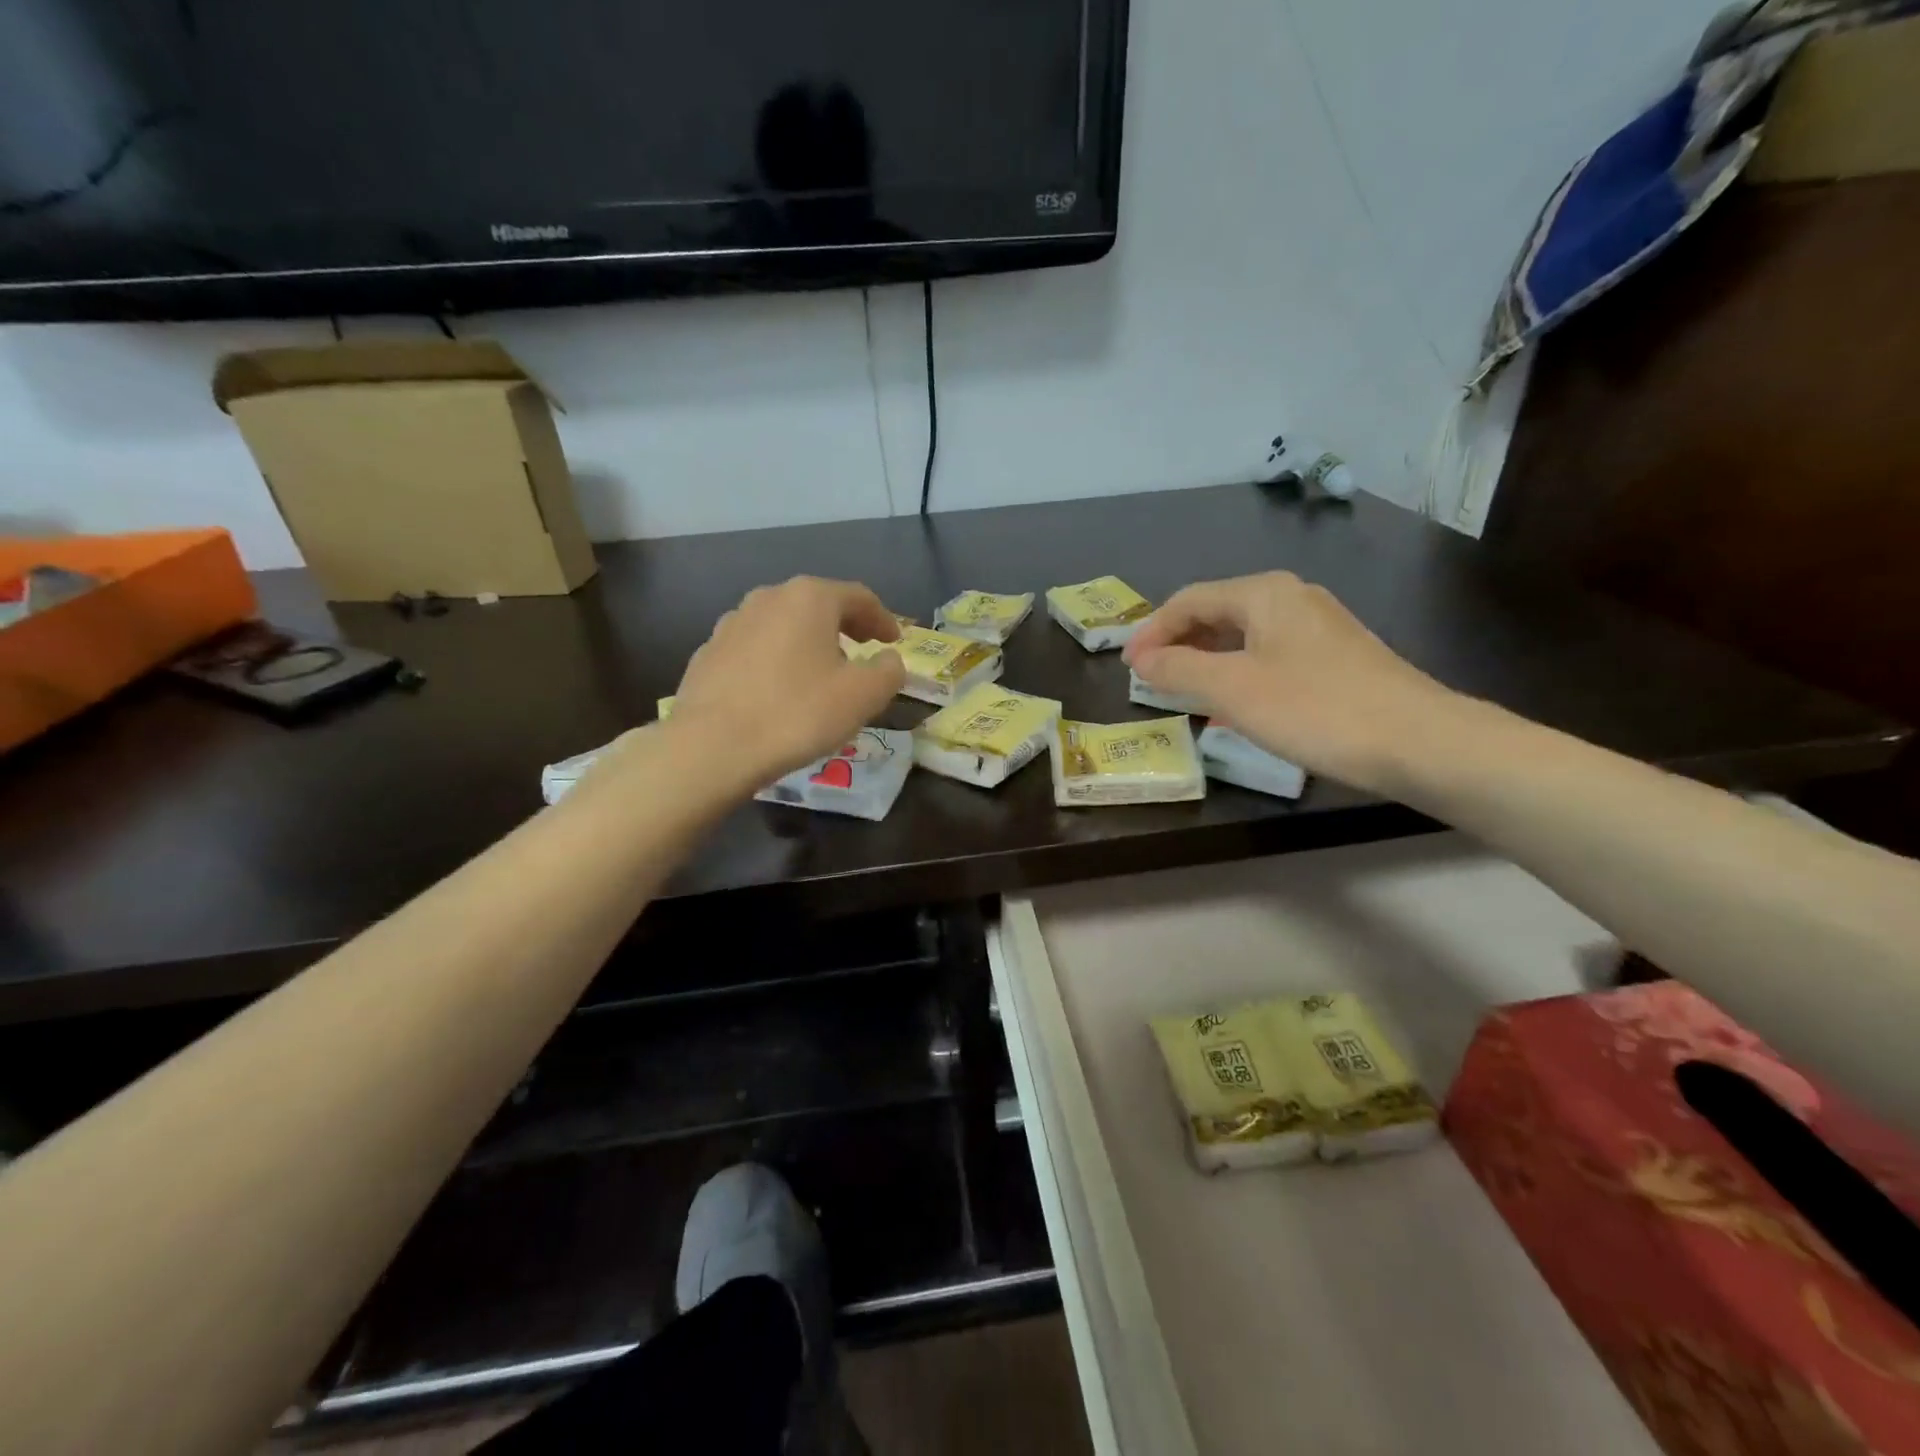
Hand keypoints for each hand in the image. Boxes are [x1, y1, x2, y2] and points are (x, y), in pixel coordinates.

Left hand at [663, 576, 906, 789]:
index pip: (859, 597)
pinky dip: (775, 661)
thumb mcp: (863, 696)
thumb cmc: (798, 713)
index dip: (882, 619)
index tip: (894, 642)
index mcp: (809, 598)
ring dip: (807, 643)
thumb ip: (888, 671)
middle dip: (844, 627)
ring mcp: (731, 623)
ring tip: (819, 673)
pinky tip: (778, 690)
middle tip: (861, 652)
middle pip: (818, 605)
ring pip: (783, 626)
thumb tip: (888, 660)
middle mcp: (768, 598)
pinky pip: (755, 650)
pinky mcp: (707, 653)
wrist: (712, 747)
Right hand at [1123, 572, 1455, 792]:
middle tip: (1151, 680)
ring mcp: (1319, 627)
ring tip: (1184, 694)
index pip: (1189, 600)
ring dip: (1207, 661)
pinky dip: (1239, 673)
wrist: (1420, 742)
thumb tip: (1142, 660)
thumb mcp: (1232, 691)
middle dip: (1178, 644)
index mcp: (1264, 593)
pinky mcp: (1337, 657)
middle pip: (1217, 613)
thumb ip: (1179, 670)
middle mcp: (1292, 598)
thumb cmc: (1315, 709)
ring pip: (1243, 636)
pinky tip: (1235, 704)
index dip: (1151, 631)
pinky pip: (1269, 655)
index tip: (1127, 668)